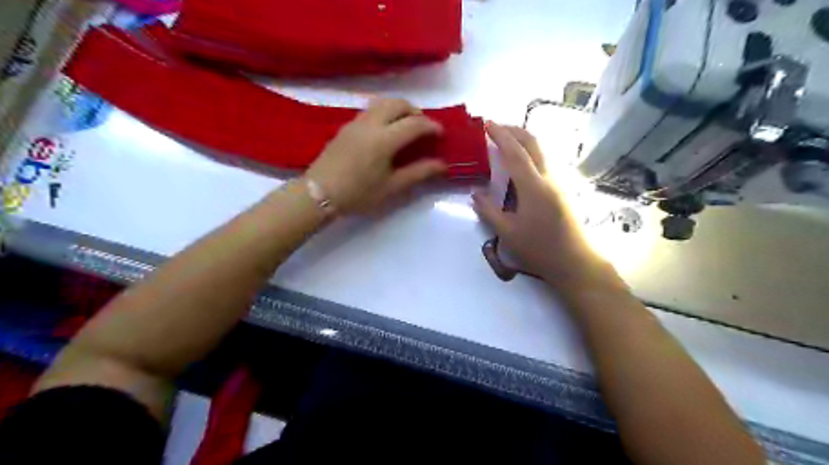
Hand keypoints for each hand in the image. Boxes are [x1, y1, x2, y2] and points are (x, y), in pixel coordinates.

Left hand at [303, 99, 447, 214]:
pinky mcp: (346, 126)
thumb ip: (419, 172)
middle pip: (398, 103)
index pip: (414, 123)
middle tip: (424, 127)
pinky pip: (371, 110)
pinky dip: (385, 112)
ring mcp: (356, 122)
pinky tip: (386, 131)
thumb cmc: (358, 194)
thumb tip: (442, 165)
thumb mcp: (392, 187)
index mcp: (384, 139)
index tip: (441, 134)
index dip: (431, 126)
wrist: (319, 194)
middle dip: (416, 111)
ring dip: (399, 109)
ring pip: (382, 103)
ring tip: (406, 126)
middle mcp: (370, 123)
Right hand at [476, 124, 606, 283]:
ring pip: (541, 150)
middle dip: (514, 130)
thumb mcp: (507, 232)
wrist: (575, 262)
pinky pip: (545, 162)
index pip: (515, 152)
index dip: (500, 135)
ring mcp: (559, 182)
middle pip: (533, 143)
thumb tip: (474, 193)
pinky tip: (520, 164)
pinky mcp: (563, 190)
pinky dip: (530, 153)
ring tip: (505, 143)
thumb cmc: (539, 249)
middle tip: (495, 128)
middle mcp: (549, 178)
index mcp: (533, 186)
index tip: (486, 123)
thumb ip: (488, 210)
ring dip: (523, 140)